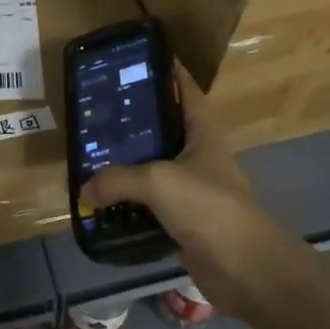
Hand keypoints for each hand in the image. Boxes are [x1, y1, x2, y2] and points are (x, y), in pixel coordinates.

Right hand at [81, 65, 306, 325]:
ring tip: (91, 155)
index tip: (136, 59)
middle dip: (133, 121)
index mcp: (203, 131)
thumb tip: (85, 189)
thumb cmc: (208, 207)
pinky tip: (103, 203)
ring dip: (127, 166)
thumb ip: (117, 179)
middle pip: (163, 128)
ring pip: (153, 169)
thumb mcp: (157, 181)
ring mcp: (193, 189)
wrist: (245, 269)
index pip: (185, 89)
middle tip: (98, 111)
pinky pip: (150, 206)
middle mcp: (198, 154)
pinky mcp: (184, 222)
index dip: (166, 70)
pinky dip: (129, 205)